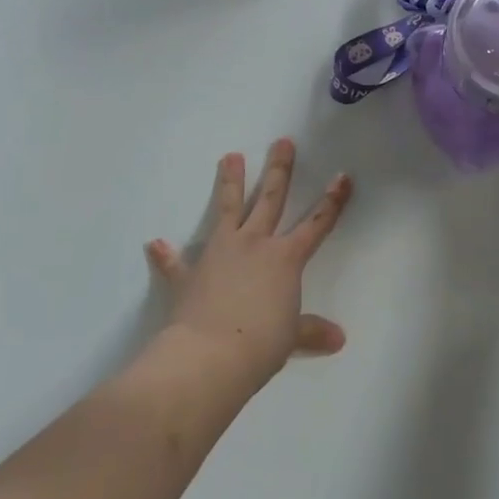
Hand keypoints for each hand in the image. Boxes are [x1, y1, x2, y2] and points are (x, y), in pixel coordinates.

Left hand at [144, 139, 351, 388]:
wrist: (208, 357)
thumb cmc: (260, 345)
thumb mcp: (291, 338)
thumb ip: (311, 331)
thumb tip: (338, 339)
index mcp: (285, 259)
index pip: (316, 225)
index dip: (332, 202)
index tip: (343, 176)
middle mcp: (254, 245)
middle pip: (270, 199)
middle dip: (279, 170)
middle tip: (282, 141)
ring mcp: (220, 254)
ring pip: (227, 209)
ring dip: (229, 182)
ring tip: (230, 155)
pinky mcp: (189, 274)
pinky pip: (176, 263)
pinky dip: (166, 256)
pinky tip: (155, 244)